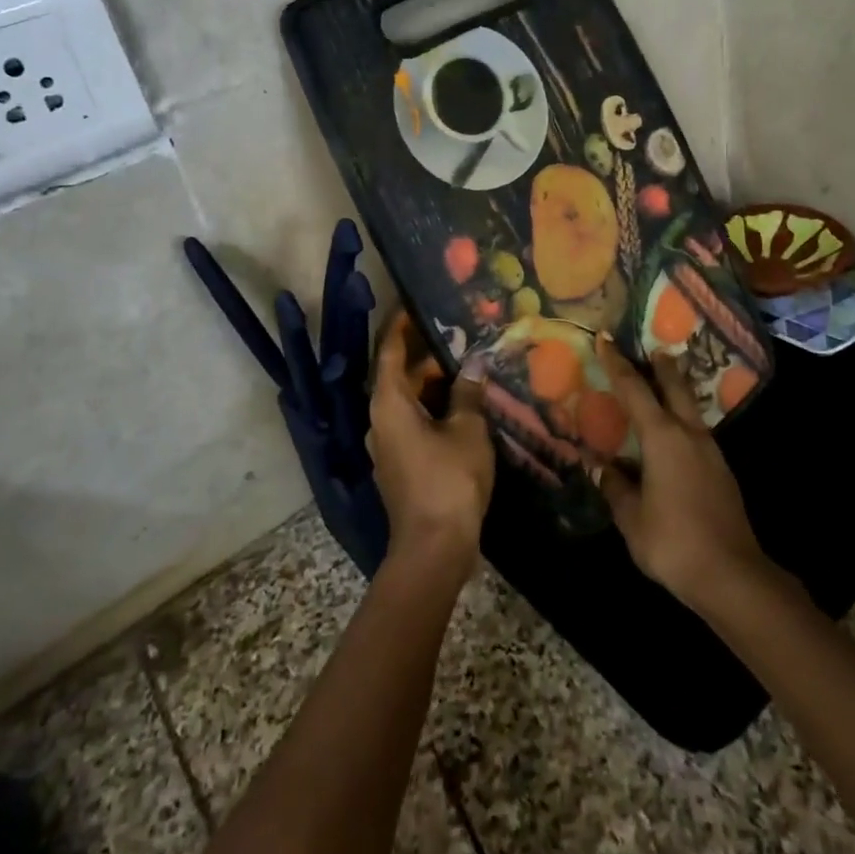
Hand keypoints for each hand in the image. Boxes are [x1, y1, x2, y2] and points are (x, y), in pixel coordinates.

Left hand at [368, 315, 494, 575]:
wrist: (434, 548)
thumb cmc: (449, 480)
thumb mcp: (467, 430)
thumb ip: (468, 394)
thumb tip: (474, 365)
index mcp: (389, 403)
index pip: (391, 352)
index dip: (401, 326)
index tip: (415, 305)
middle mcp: (381, 420)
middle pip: (400, 377)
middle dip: (429, 357)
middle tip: (460, 338)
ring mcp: (390, 445)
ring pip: (410, 402)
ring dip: (435, 386)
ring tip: (468, 367)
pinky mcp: (402, 465)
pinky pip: (415, 424)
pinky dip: (435, 410)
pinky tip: (464, 408)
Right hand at [593, 334, 767, 608]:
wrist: (732, 575)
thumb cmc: (672, 542)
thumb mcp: (631, 517)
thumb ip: (615, 487)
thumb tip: (600, 467)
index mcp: (663, 438)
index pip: (635, 391)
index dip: (618, 364)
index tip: (606, 340)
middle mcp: (689, 436)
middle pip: (675, 388)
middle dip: (662, 367)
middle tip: (652, 349)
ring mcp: (711, 453)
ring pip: (690, 410)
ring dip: (676, 393)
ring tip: (661, 387)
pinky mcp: (722, 472)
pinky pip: (697, 433)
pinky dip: (682, 421)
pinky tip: (673, 437)